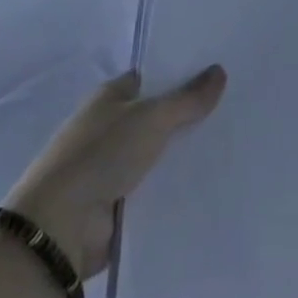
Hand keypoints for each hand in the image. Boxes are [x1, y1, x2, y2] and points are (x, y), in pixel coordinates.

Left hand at [4, 66, 226, 279]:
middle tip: (236, 109)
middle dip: (191, 116)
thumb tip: (220, 70)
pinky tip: (212, 181)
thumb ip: (187, 98)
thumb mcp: (151, 117)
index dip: (183, 74)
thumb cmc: (101, 154)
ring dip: (186, 154)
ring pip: (161, 153)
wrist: (60, 226)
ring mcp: (114, 167)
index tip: (221, 74)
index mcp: (111, 97)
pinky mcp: (120, 203)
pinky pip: (157, 188)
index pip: (153, 77)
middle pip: (160, 116)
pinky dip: (177, 187)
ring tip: (234, 145)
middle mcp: (111, 127)